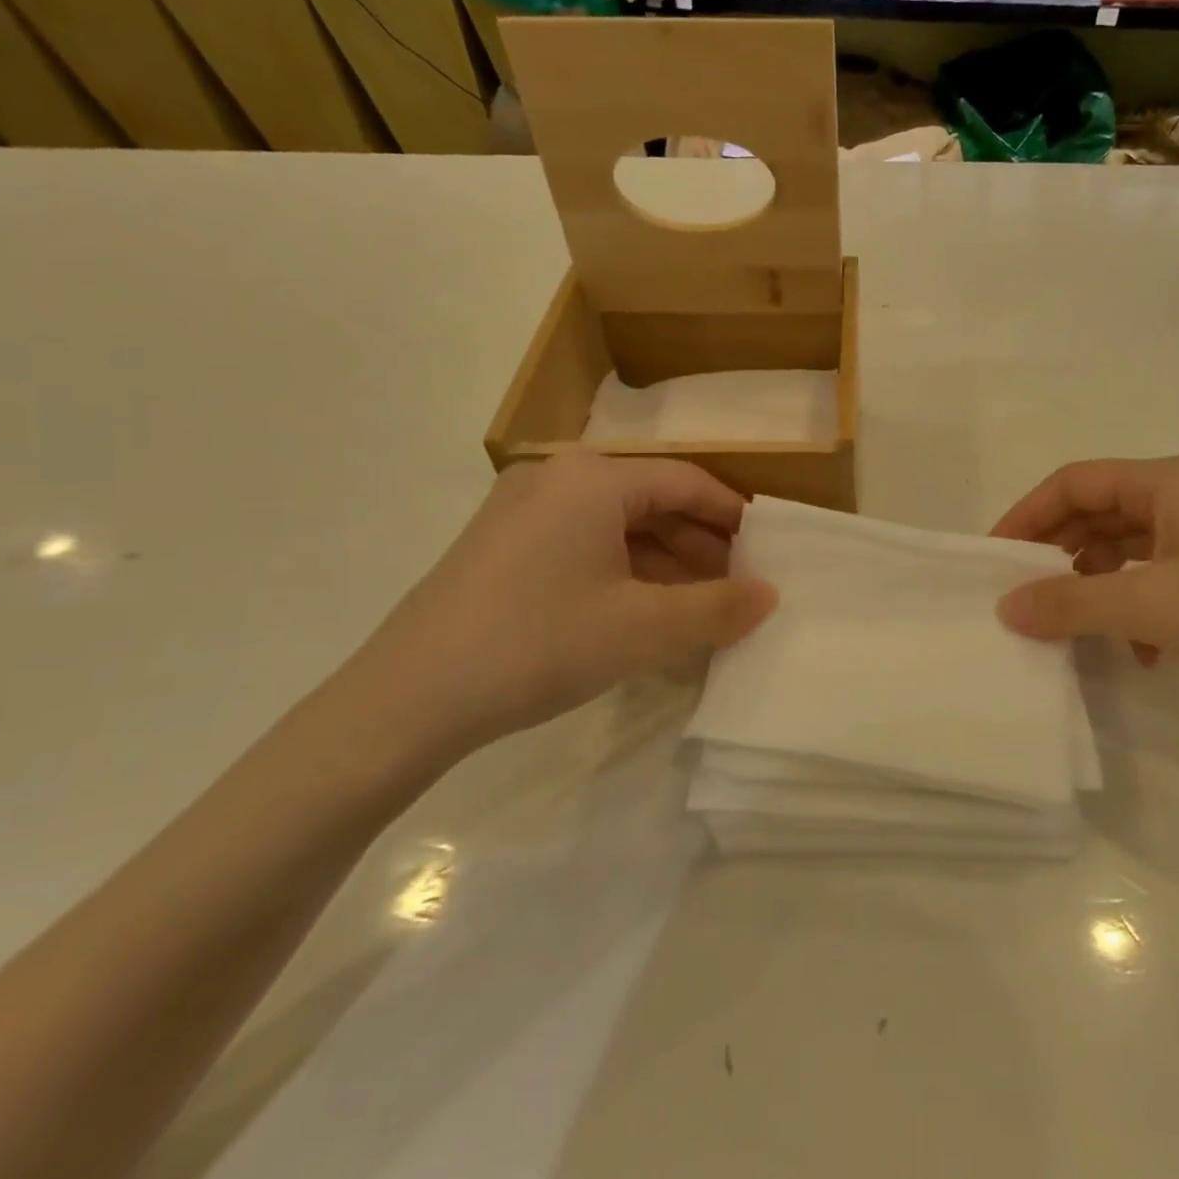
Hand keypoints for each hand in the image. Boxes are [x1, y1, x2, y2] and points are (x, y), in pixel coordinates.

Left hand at [333, 450, 775, 762]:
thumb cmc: (538, 643)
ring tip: (701, 607)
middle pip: (651, 502)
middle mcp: (557, 478)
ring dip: (665, 563)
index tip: (766, 550)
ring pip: (617, 527)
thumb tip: (771, 595)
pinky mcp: (502, 547)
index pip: (686, 482)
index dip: (732, 515)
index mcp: (593, 478)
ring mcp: (523, 511)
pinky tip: (646, 614)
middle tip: (738, 586)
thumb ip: (717, 608)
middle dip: (700, 545)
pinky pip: (584, 546)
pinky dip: (625, 574)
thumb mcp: (643, 629)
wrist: (407, 700)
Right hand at [992, 455, 1178, 711]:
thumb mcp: (1152, 606)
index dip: (1027, 515)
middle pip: (1099, 515)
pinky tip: (1144, 655)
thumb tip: (1006, 607)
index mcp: (1168, 481)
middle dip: (1059, 556)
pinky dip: (1138, 612)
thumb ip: (1071, 603)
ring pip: (1128, 552)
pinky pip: (1160, 582)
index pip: (1074, 483)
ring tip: (1080, 632)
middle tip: (1026, 598)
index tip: (994, 560)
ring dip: (1098, 589)